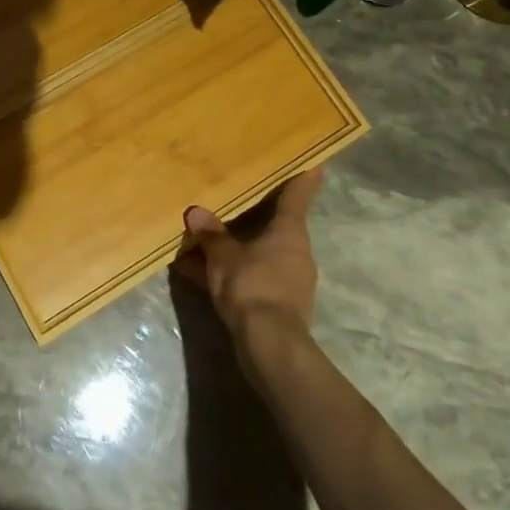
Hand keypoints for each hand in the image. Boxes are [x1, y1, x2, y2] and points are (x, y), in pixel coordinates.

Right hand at [176, 168, 324, 358]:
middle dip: (255, 215)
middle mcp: (295, 252)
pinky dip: (230, 273)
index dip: (303, 178)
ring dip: (236, 247)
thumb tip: (196, 212)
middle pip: (276, 225)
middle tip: (236, 196)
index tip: (313, 162)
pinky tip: (199, 272)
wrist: (270, 346)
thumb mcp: (223, 256)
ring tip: (204, 238)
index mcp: (290, 232)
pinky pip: (250, 277)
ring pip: (259, 253)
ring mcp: (289, 280)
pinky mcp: (278, 305)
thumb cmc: (253, 286)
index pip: (298, 196)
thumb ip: (211, 234)